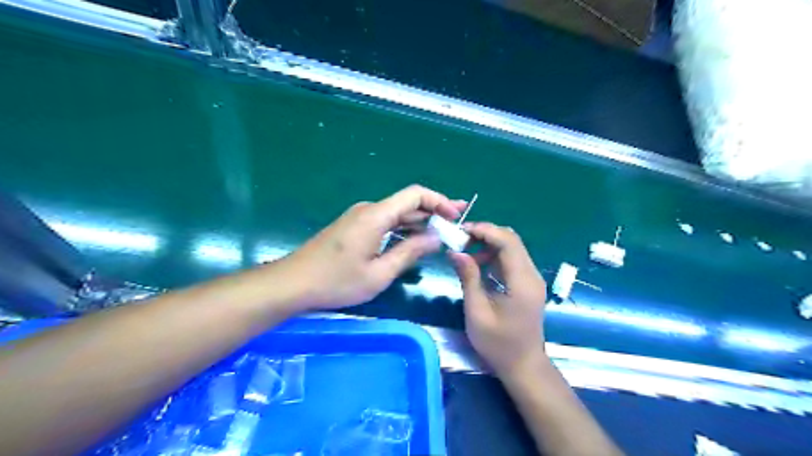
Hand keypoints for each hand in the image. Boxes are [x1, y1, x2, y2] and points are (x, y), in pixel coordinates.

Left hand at [278, 186, 462, 309]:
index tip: (456, 216)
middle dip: (434, 212)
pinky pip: (385, 222)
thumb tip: (436, 238)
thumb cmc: (336, 282)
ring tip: (442, 233)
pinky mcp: (354, 227)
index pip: (415, 195)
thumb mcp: (379, 273)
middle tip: (457, 224)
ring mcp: (359, 217)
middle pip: (407, 203)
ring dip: (419, 222)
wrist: (293, 283)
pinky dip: (403, 229)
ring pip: (397, 214)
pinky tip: (415, 240)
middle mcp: (369, 210)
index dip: (439, 201)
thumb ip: (409, 252)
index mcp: (376, 215)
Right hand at [447, 222, 548, 377]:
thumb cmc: (498, 344)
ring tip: (465, 251)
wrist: (523, 366)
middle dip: (485, 234)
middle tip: (460, 240)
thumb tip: (456, 252)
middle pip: (511, 240)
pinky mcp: (527, 283)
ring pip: (512, 248)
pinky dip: (494, 256)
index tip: (461, 231)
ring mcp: (532, 278)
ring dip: (488, 244)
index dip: (485, 230)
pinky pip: (511, 260)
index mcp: (522, 281)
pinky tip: (478, 264)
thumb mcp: (477, 311)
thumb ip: (468, 277)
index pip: (507, 241)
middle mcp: (531, 274)